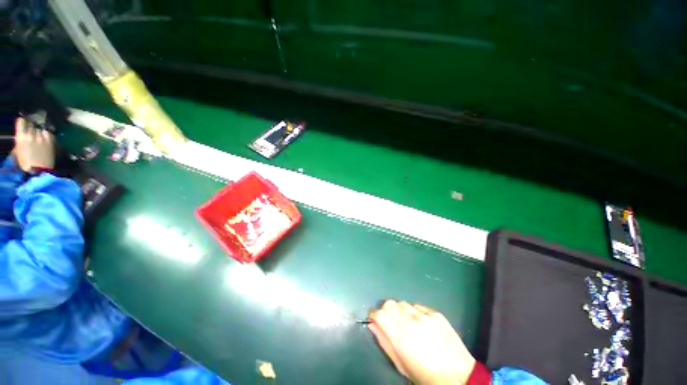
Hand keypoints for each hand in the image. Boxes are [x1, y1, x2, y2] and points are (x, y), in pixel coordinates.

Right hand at [14, 117, 54, 172]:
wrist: (38, 170)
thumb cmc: (25, 163)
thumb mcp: (18, 150)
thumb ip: (21, 140)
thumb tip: (23, 135)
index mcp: (21, 136)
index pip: (21, 122)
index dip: (23, 122)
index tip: (24, 124)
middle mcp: (31, 134)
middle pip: (32, 124)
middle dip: (31, 127)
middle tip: (32, 132)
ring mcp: (41, 137)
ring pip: (40, 129)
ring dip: (39, 132)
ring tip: (39, 137)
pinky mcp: (50, 141)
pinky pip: (48, 133)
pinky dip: (46, 135)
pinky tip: (45, 139)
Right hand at [369, 300, 475, 384]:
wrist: (458, 376)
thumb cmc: (425, 375)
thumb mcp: (401, 365)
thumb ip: (384, 342)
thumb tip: (372, 324)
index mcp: (400, 337)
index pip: (379, 314)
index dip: (374, 314)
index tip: (374, 319)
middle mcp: (411, 322)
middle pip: (390, 303)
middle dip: (385, 310)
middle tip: (389, 320)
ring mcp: (425, 316)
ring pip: (403, 303)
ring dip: (400, 310)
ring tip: (406, 322)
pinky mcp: (436, 314)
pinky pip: (418, 306)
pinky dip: (414, 312)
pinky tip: (420, 323)